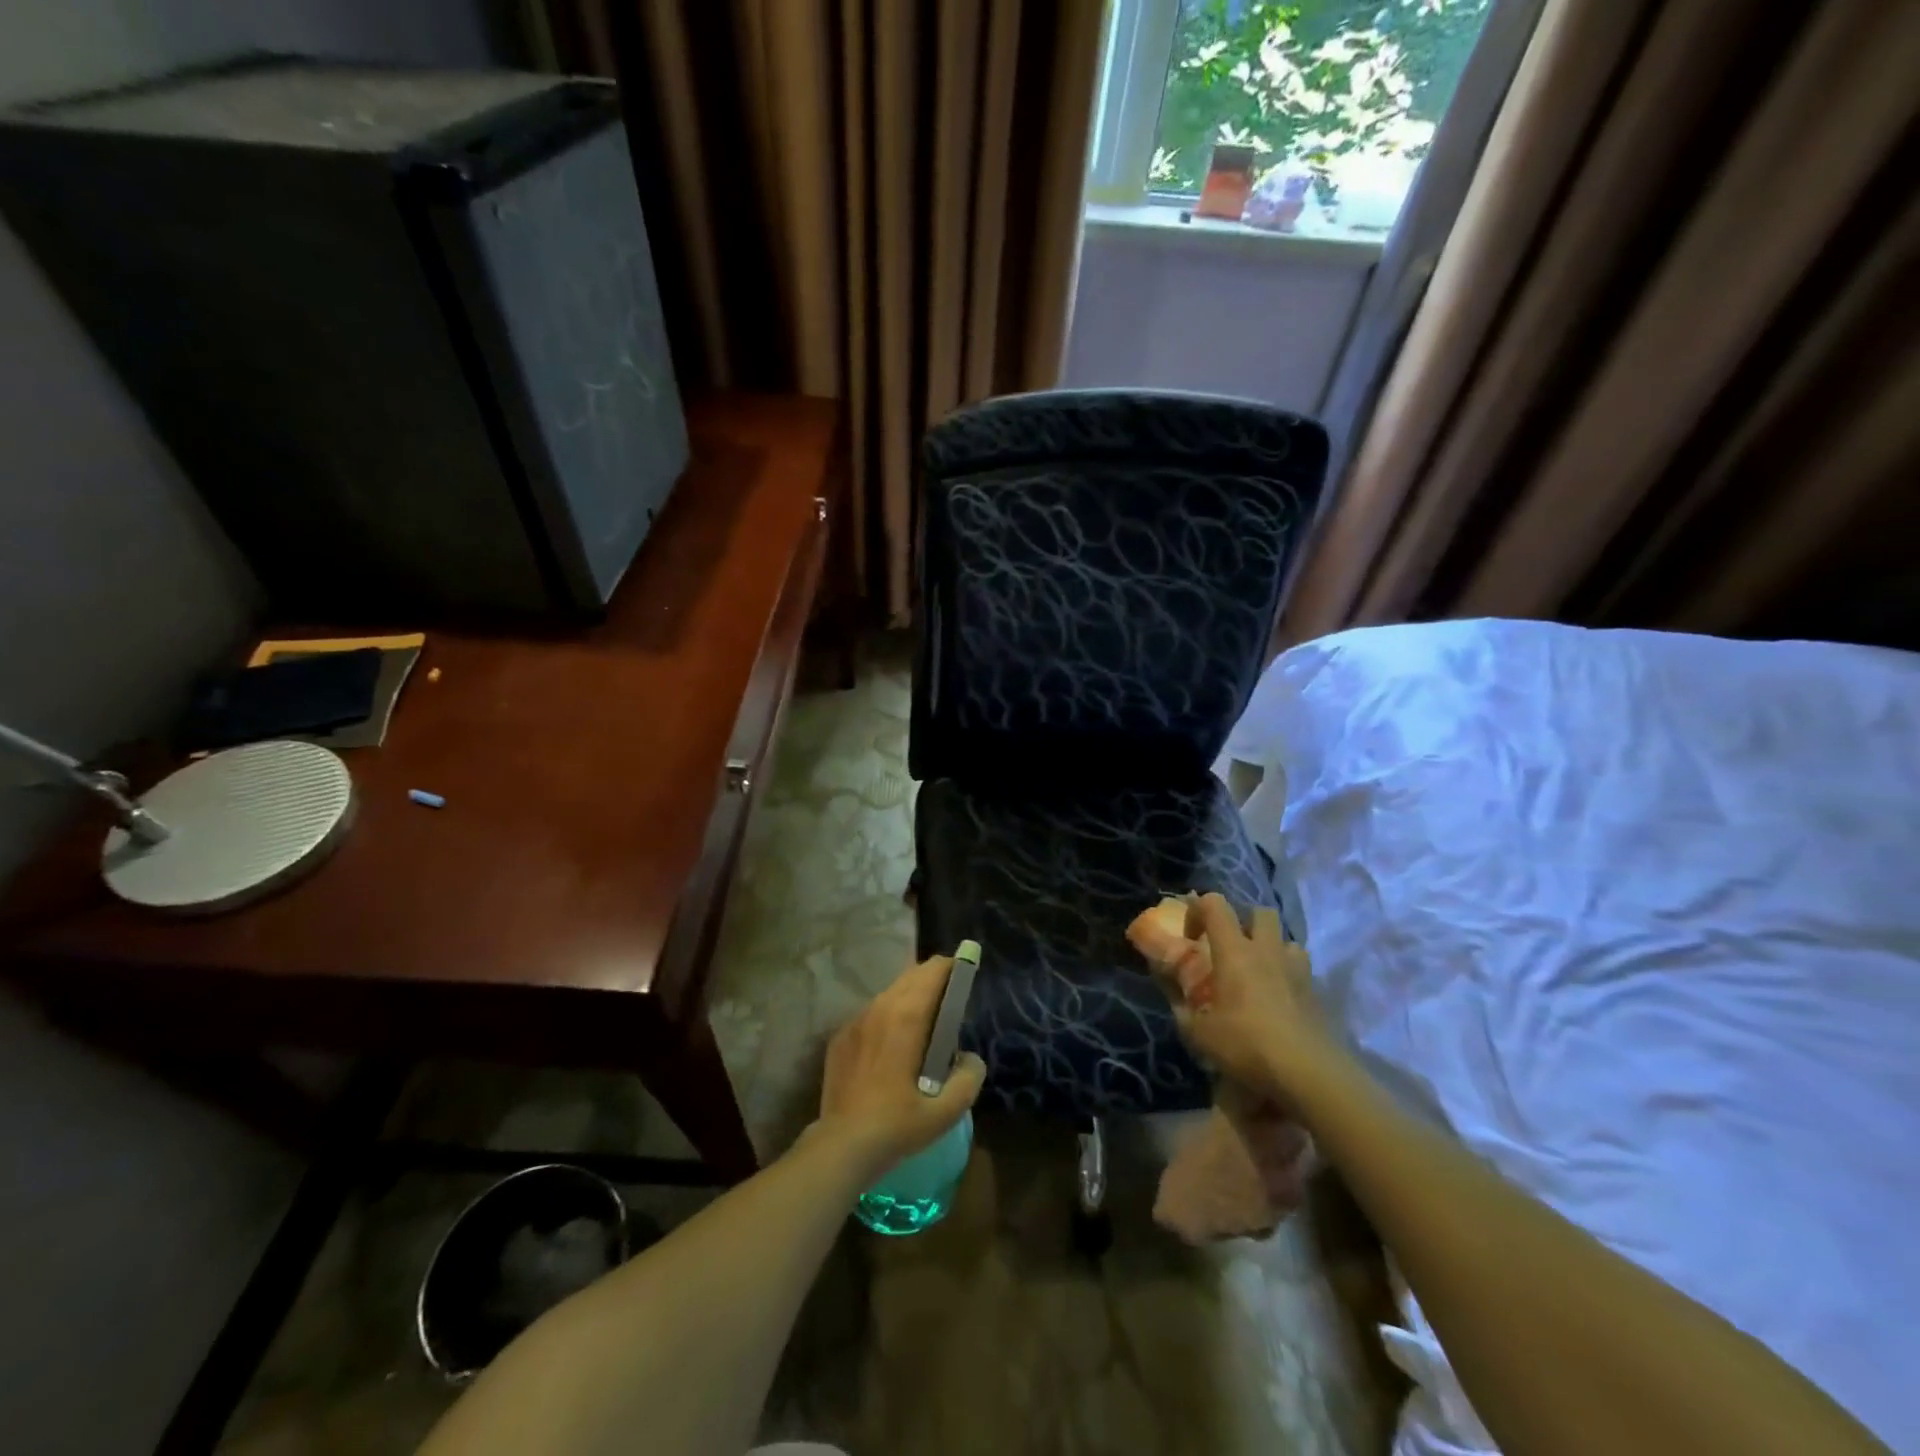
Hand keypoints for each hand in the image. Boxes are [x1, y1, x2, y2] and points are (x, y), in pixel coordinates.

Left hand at [816, 955, 985, 1175]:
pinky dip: (886, 1017)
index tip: (965, 976)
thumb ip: (968, 1079)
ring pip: (889, 993)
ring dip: (909, 997)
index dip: (951, 968)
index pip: (932, 972)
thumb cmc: (897, 1125)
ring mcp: (856, 1021)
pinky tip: (891, 1046)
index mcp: (907, 1017)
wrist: (842, 1145)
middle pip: (911, 976)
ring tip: (923, 1022)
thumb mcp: (945, 1112)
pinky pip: (871, 1014)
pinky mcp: (841, 1037)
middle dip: (932, 979)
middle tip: (949, 1000)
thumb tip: (970, 1059)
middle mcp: (880, 1008)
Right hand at [1167, 894, 1341, 1103]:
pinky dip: (1289, 976)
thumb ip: (1183, 1011)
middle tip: (1231, 949)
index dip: (1198, 909)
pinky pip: (1301, 970)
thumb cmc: (1246, 1045)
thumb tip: (1176, 1001)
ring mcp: (1297, 970)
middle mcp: (1267, 950)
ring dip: (1272, 949)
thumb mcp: (1198, 1034)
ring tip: (1259, 973)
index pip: (1215, 905)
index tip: (1191, 936)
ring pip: (1287, 940)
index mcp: (1234, 951)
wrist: (1308, 1073)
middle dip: (1244, 922)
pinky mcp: (1317, 993)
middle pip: (1260, 913)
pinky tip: (1279, 1001)